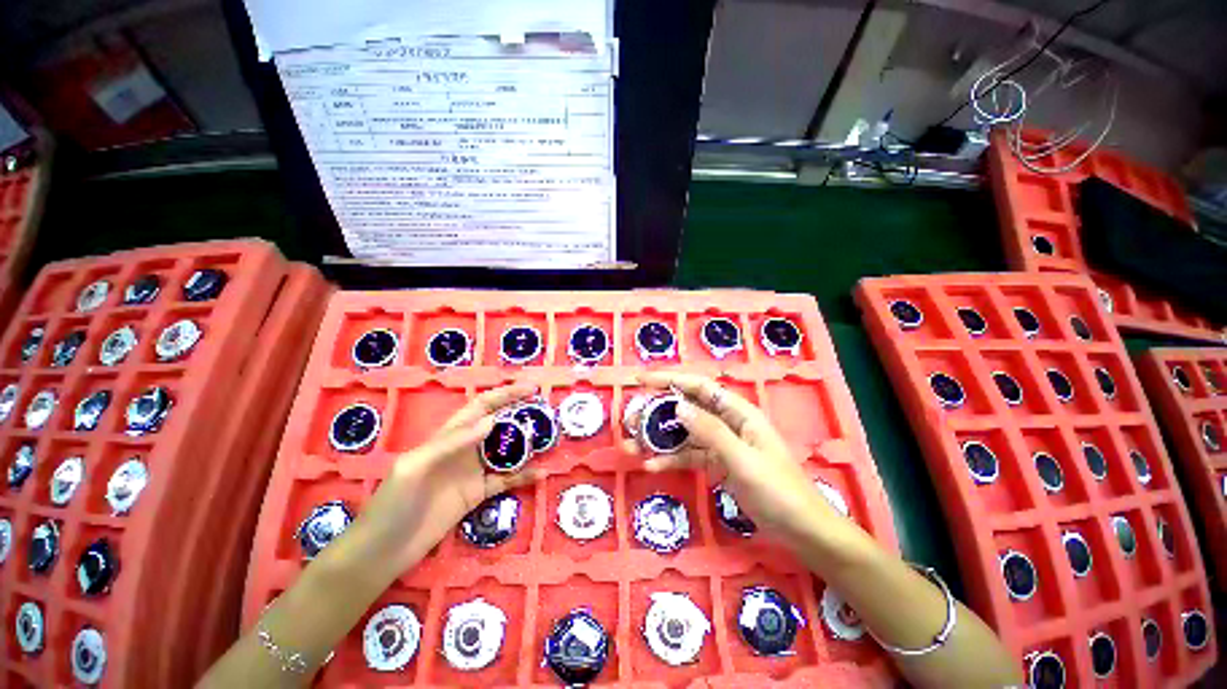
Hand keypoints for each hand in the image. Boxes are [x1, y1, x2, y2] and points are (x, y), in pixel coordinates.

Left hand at [353, 383, 543, 579]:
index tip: (530, 389)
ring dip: (526, 444)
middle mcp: (465, 449)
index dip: (505, 394)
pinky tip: (541, 474)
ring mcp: (473, 472)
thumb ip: (453, 442)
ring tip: (549, 439)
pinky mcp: (478, 494)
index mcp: (449, 436)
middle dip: (521, 415)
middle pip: (499, 425)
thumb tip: (493, 420)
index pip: (482, 406)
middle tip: (547, 413)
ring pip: (506, 451)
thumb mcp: (416, 466)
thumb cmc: (393, 503)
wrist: (383, 551)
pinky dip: (523, 476)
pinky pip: (506, 480)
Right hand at [624, 372, 842, 545]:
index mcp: (738, 412)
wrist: (801, 531)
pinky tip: (651, 465)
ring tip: (632, 444)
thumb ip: (710, 432)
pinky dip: (671, 459)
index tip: (641, 380)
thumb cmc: (778, 490)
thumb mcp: (743, 459)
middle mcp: (726, 422)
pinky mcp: (716, 464)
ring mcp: (720, 444)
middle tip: (630, 419)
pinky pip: (689, 456)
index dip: (669, 379)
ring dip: (659, 438)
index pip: (698, 386)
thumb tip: (677, 406)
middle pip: (686, 408)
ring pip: (683, 433)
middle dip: (657, 411)